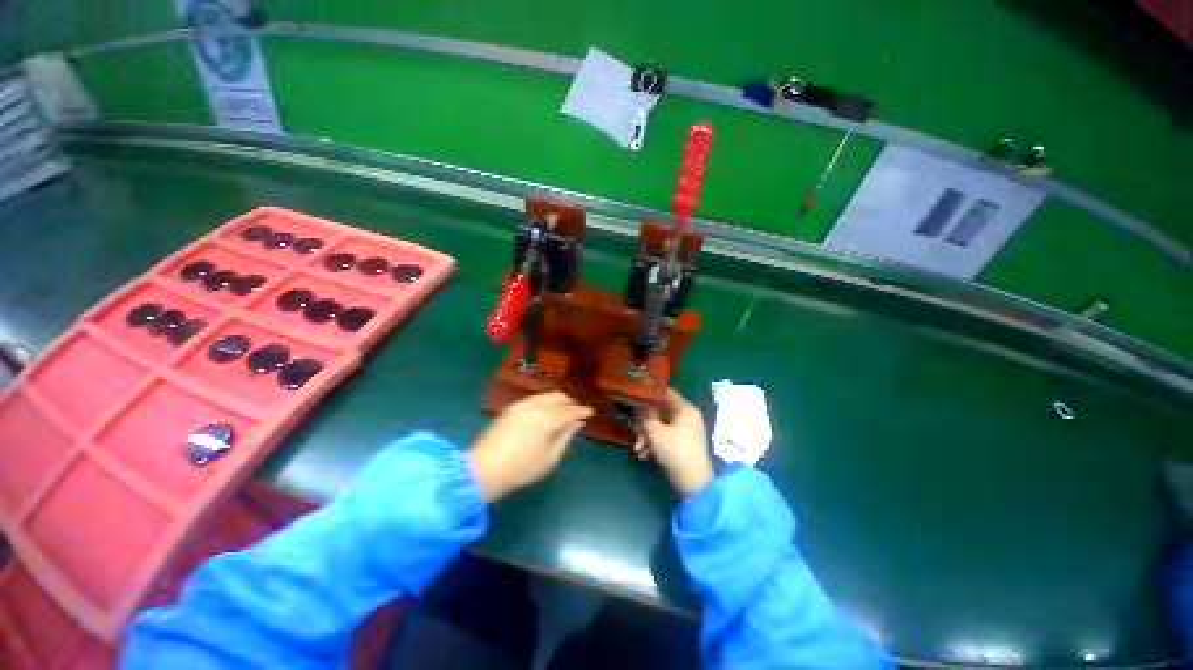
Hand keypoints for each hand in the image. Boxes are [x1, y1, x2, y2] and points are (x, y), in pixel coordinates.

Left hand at [469, 392, 593, 500]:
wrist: (484, 468)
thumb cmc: (522, 468)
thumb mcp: (550, 457)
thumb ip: (566, 436)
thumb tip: (578, 423)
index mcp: (548, 418)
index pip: (571, 410)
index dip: (582, 410)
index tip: (591, 412)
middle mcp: (536, 405)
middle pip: (559, 397)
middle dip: (570, 403)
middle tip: (576, 412)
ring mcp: (522, 404)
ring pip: (546, 395)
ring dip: (557, 401)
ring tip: (562, 412)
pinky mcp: (511, 408)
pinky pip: (534, 399)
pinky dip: (545, 402)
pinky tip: (545, 412)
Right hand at [635, 389, 714, 495]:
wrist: (694, 484)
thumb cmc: (675, 452)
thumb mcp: (656, 432)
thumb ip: (644, 416)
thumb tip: (636, 404)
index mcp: (685, 409)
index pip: (665, 393)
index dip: (649, 393)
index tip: (633, 397)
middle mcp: (687, 417)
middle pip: (661, 411)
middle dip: (644, 422)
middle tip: (633, 429)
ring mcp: (686, 431)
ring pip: (661, 426)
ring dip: (647, 435)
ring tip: (637, 448)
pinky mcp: (682, 444)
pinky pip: (665, 437)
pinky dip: (654, 444)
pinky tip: (644, 455)